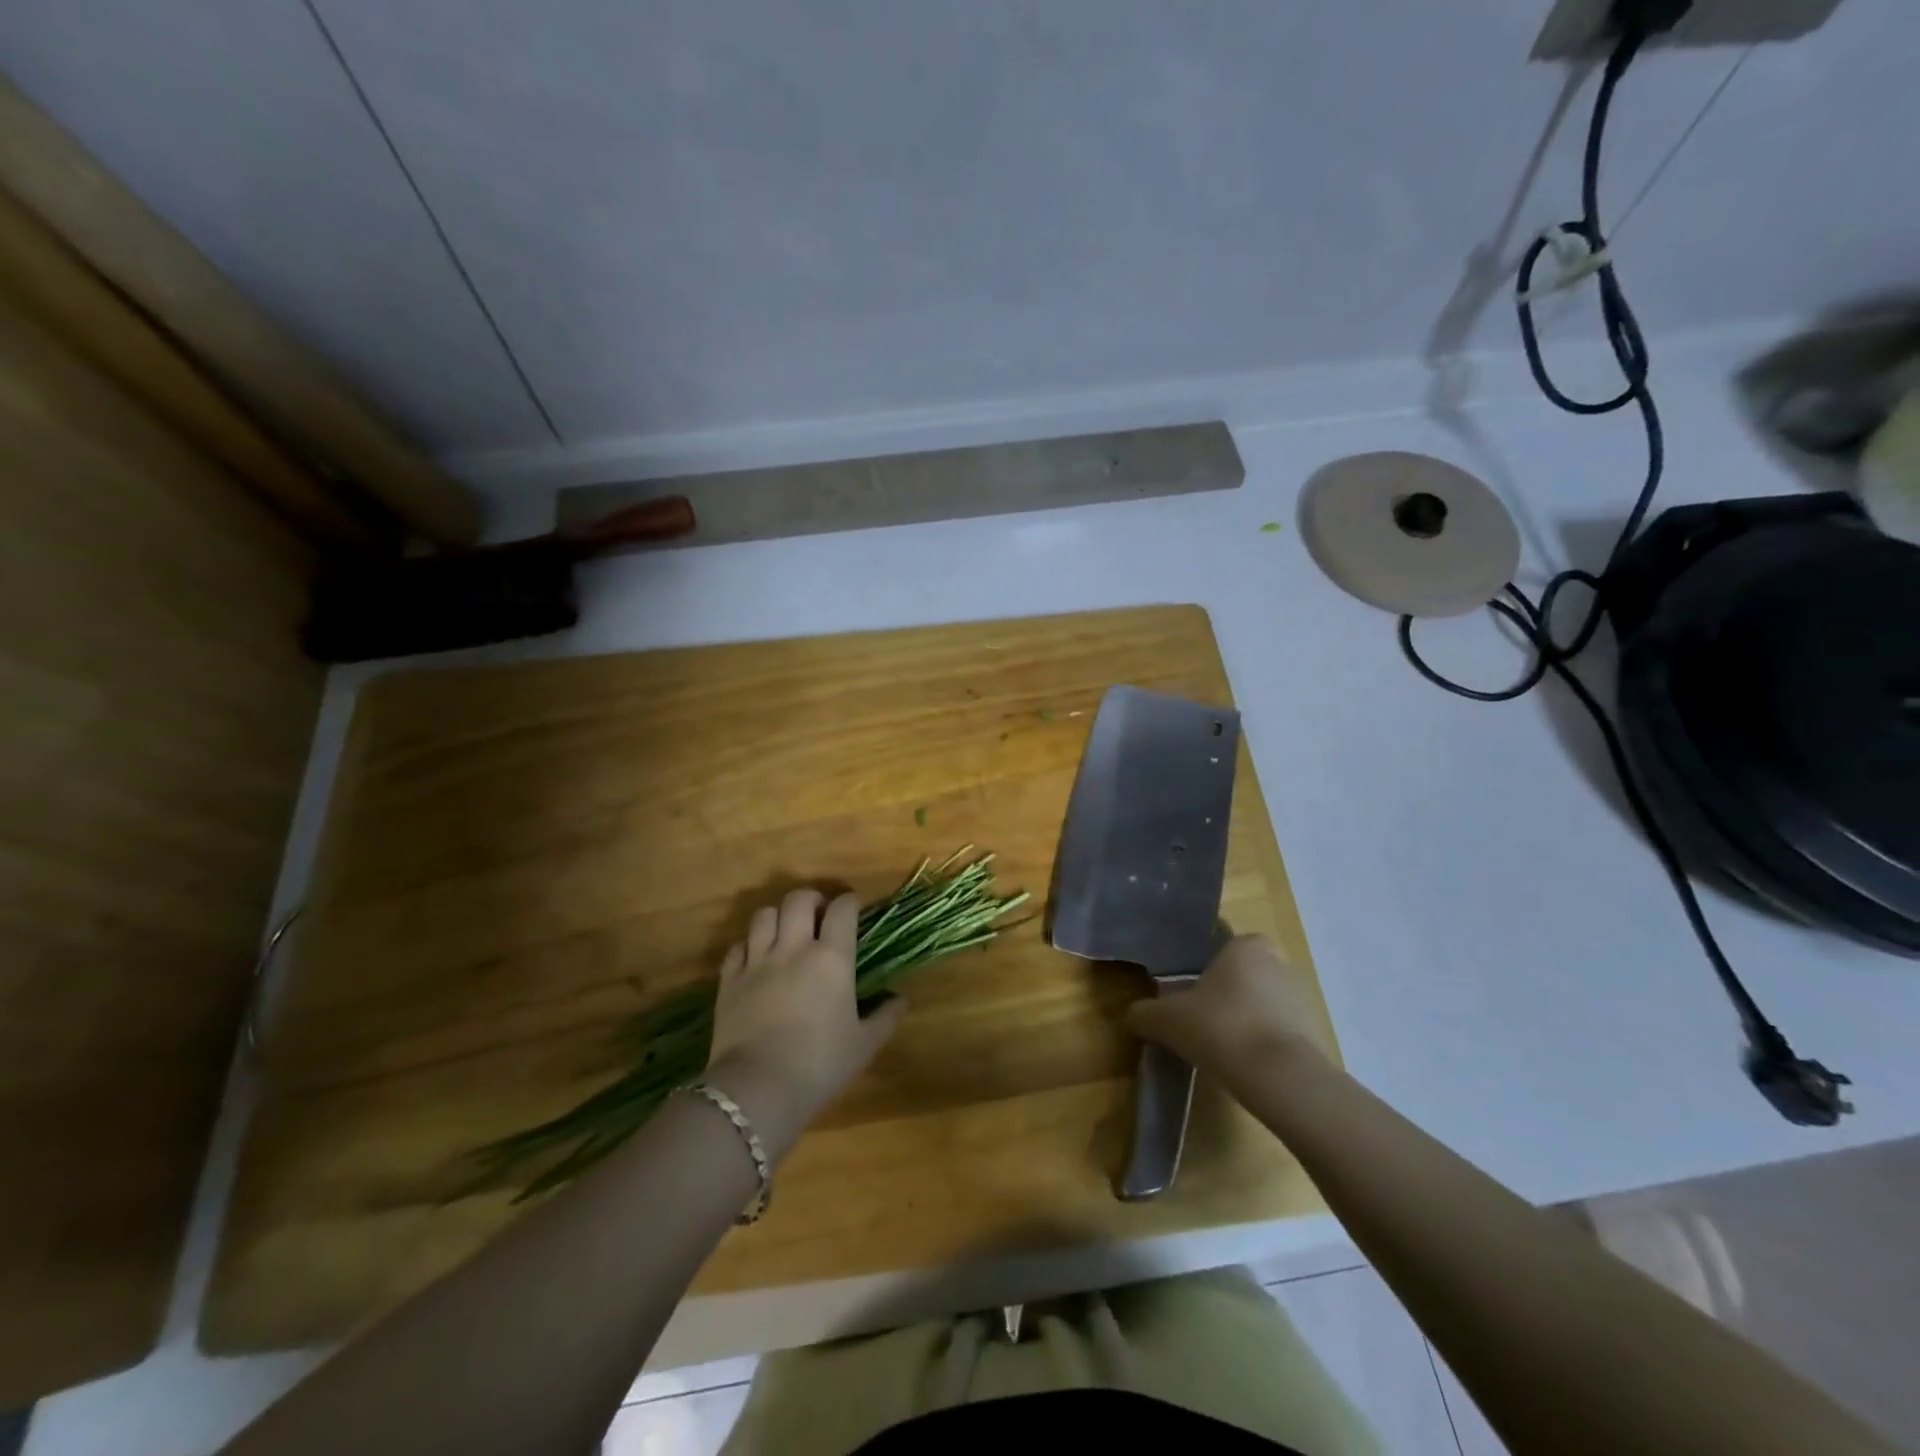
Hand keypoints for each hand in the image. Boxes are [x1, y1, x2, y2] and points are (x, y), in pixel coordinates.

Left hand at [705, 889, 903, 1155]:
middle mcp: (794, 948)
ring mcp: (757, 961)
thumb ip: (884, 1018)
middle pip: (798, 899)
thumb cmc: (820, 1064)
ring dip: (778, 917)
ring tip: (785, 932)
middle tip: (818, 916)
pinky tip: (756, 959)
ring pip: (764, 915)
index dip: (849, 903)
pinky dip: (748, 946)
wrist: (758, 1089)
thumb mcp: (863, 1045)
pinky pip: (737, 946)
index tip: (853, 910)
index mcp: (832, 958)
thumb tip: (901, 1000)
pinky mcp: (729, 980)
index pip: (842, 909)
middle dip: (811, 899)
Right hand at [1126, 935, 1329, 1090]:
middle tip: (1205, 1017)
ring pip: (1267, 1002)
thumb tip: (1132, 1014)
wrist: (1279, 1077)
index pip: (1231, 943)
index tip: (1196, 987)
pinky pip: (1283, 1032)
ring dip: (1250, 1018)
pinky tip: (1246, 1064)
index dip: (1213, 963)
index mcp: (1246, 947)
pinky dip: (1267, 1043)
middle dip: (1231, 992)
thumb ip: (1145, 1013)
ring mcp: (1302, 1000)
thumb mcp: (1167, 1020)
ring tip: (1224, 1045)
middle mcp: (1279, 964)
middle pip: (1249, 973)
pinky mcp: (1316, 1035)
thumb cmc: (1220, 1027)